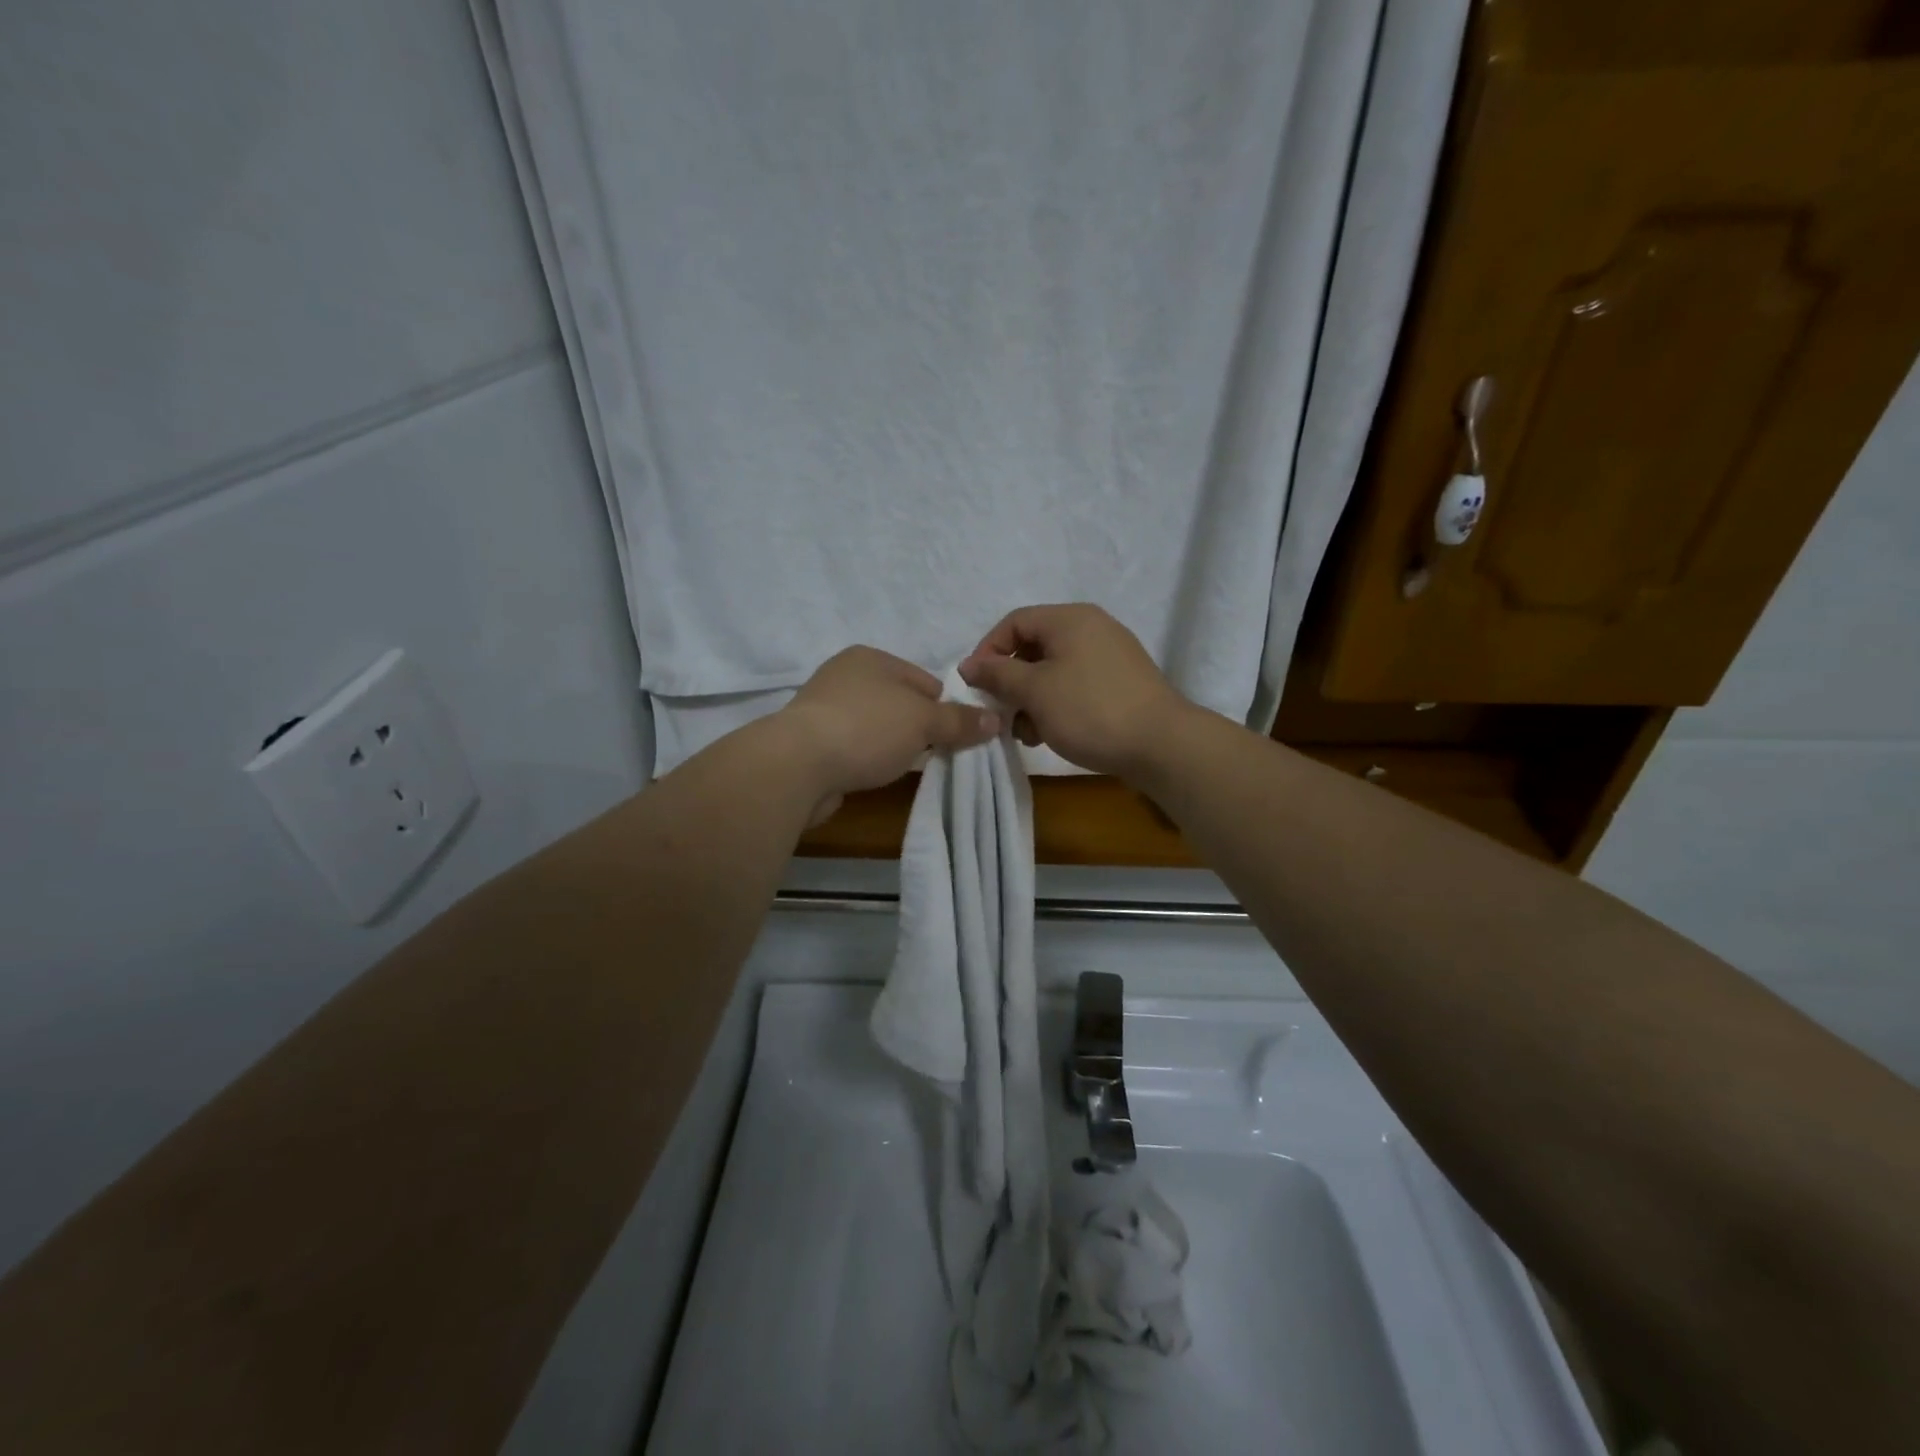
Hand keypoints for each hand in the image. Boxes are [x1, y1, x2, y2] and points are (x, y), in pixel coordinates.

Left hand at [779, 646, 999, 821]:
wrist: (797, 765)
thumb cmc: (867, 728)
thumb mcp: (923, 722)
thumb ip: (959, 721)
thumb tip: (994, 719)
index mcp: (870, 658)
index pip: (923, 679)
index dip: (944, 707)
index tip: (956, 735)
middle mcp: (844, 675)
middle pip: (899, 703)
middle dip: (918, 728)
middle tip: (936, 755)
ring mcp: (823, 709)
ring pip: (875, 726)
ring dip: (890, 745)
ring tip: (903, 768)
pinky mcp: (810, 741)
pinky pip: (853, 747)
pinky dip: (865, 759)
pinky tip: (871, 775)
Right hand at [958, 604, 1189, 778]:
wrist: (1161, 744)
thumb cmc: (1090, 710)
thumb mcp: (1034, 691)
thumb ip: (997, 674)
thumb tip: (969, 665)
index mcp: (1070, 619)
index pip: (1014, 622)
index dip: (988, 651)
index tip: (976, 686)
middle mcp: (1092, 627)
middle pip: (1034, 646)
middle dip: (1011, 682)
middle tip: (1001, 714)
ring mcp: (1110, 655)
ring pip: (1054, 670)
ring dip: (1031, 699)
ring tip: (1027, 733)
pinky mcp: (1121, 682)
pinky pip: (1076, 684)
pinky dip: (1056, 704)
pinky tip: (1051, 733)